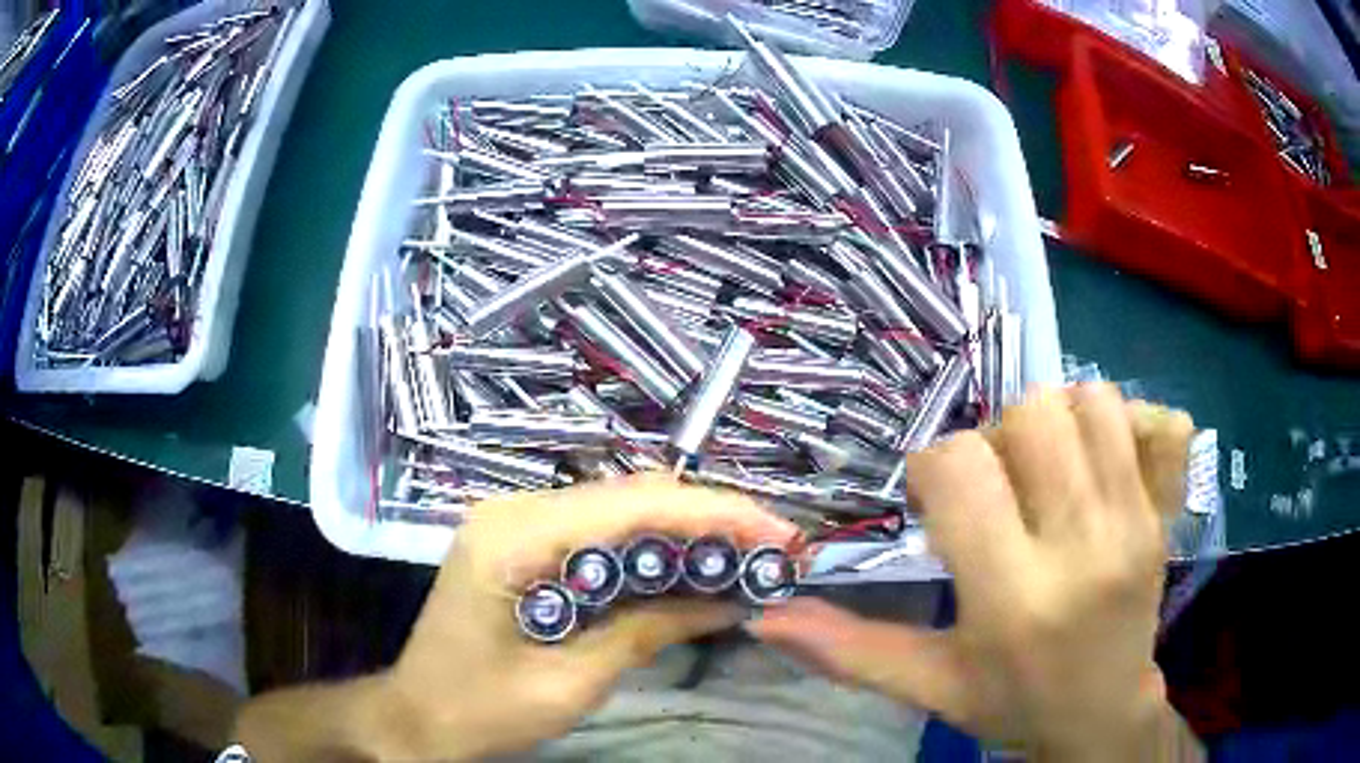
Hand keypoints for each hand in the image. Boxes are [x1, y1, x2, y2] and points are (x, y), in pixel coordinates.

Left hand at [373, 475, 797, 760]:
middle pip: (630, 495)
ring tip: (745, 554)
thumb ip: (649, 631)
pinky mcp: (522, 542)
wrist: (419, 718)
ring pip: (620, 508)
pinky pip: (599, 532)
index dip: (716, 514)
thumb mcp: (571, 682)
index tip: (779, 534)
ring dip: (685, 530)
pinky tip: (687, 567)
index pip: (634, 505)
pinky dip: (650, 547)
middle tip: (772, 546)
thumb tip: (730, 600)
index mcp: (515, 536)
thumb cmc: (482, 710)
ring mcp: (516, 521)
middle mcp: (515, 510)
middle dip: (709, 518)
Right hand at [749, 384, 1198, 760]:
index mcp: (1012, 598)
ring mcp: (1132, 523)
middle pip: (1032, 417)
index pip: (962, 467)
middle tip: (996, 484)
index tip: (940, 504)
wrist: (1104, 715)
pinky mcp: (1161, 513)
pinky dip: (1111, 422)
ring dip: (1056, 422)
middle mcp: (1079, 547)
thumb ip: (850, 650)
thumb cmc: (1013, 702)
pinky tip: (1094, 465)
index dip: (935, 468)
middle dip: (998, 437)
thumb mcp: (930, 686)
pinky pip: (1143, 420)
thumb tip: (763, 619)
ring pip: (1090, 403)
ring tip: (1045, 470)